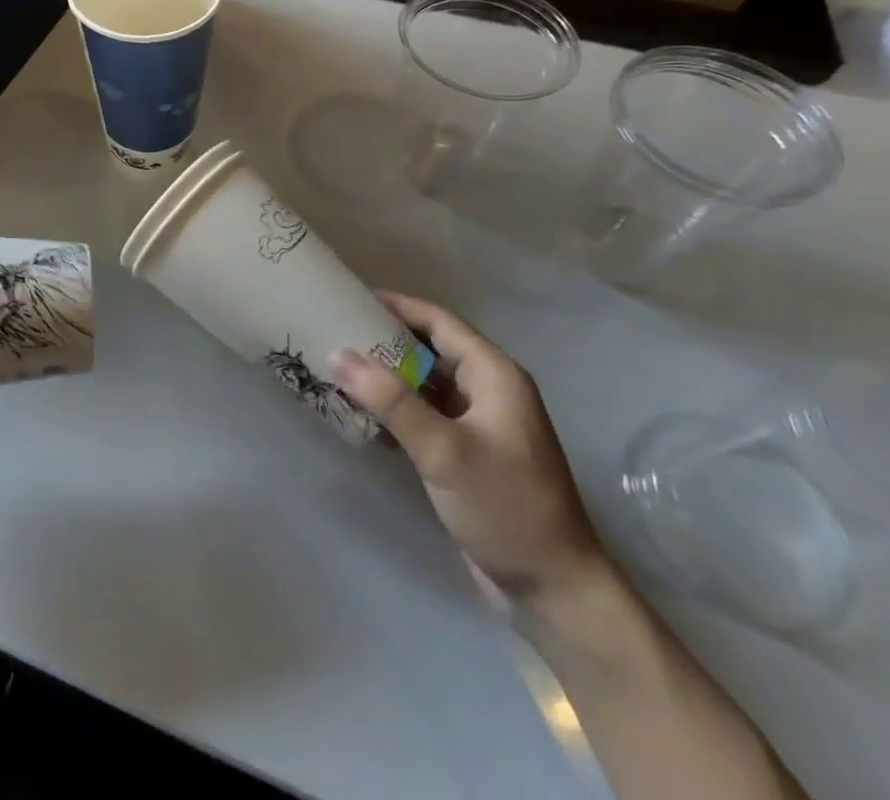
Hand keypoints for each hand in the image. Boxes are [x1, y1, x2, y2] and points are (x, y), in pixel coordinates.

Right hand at [331, 292, 607, 605]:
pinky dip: (396, 408)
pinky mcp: (469, 452)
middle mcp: (489, 390)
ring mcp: (480, 423)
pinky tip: (362, 413)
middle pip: (430, 348)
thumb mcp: (444, 450)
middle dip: (385, 339)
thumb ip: (391, 400)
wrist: (554, 592)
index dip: (396, 305)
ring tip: (339, 366)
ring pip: (425, 382)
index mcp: (495, 375)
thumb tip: (337, 353)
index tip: (349, 296)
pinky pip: (426, 414)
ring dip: (387, 375)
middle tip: (335, 330)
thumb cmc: (506, 508)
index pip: (438, 322)